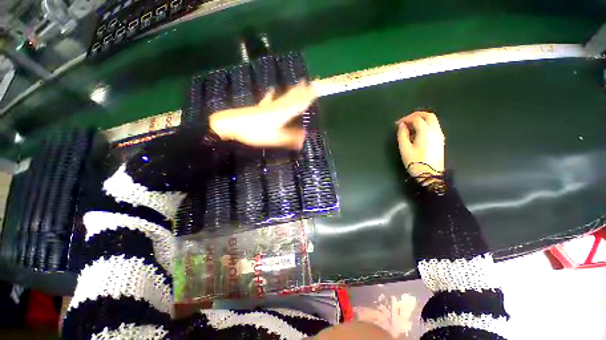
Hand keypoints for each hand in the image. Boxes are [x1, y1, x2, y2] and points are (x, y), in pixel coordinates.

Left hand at [209, 80, 315, 148]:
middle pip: (292, 98)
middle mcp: (277, 107)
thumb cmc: (253, 132)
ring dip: (292, 91)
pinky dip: (273, 94)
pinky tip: (271, 89)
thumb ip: (289, 138)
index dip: (308, 97)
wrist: (230, 125)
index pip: (298, 104)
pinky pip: (270, 99)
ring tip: (299, 83)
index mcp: (282, 113)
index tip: (317, 89)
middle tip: (312, 82)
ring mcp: (268, 106)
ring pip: (283, 97)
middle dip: (303, 91)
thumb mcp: (274, 138)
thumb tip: (305, 138)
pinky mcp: (260, 108)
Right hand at [397, 111, 444, 183]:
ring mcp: (439, 135)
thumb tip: (401, 125)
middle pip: (428, 115)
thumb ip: (402, 134)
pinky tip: (417, 132)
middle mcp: (435, 130)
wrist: (431, 175)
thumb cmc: (415, 162)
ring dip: (421, 119)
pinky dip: (425, 124)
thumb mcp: (404, 149)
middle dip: (416, 115)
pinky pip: (434, 126)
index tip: (397, 124)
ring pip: (432, 120)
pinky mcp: (440, 140)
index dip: (406, 119)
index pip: (416, 118)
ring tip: (409, 126)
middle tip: (405, 120)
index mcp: (426, 132)